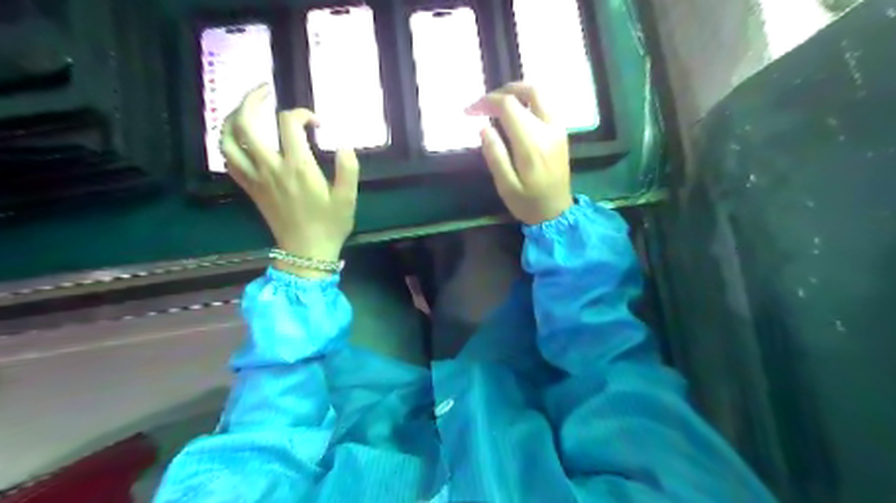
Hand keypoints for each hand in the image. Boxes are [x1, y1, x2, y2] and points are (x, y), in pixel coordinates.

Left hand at [221, 82, 359, 277]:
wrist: (306, 252)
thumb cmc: (330, 225)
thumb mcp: (348, 198)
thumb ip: (348, 168)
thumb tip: (344, 142)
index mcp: (297, 167)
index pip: (289, 123)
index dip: (303, 114)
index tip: (318, 124)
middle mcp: (271, 167)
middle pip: (246, 122)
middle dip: (252, 99)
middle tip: (265, 91)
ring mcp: (255, 178)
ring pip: (228, 139)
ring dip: (232, 117)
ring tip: (246, 109)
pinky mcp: (249, 188)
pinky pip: (228, 160)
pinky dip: (229, 143)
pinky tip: (241, 139)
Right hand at [465, 82, 568, 223]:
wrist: (557, 214)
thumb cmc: (528, 203)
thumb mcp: (506, 186)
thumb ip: (495, 155)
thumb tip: (484, 127)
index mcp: (532, 143)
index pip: (508, 106)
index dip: (486, 102)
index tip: (469, 111)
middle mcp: (549, 129)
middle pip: (529, 90)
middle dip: (504, 91)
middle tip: (485, 103)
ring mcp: (559, 129)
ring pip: (541, 94)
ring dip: (518, 93)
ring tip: (498, 105)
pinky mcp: (562, 133)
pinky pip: (547, 105)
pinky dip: (529, 101)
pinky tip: (517, 115)